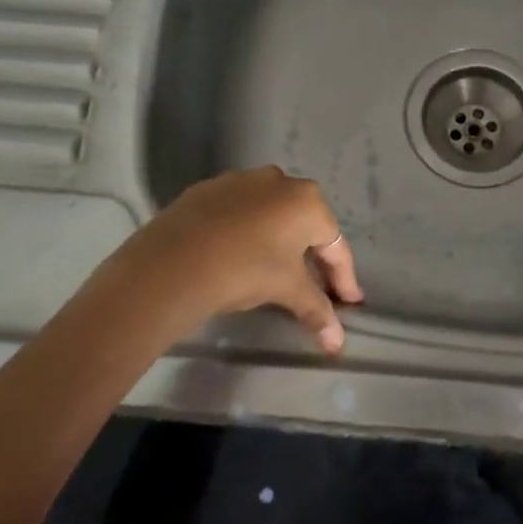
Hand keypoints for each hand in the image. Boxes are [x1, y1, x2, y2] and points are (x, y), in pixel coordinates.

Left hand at [96, 167, 362, 351]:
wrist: (172, 263)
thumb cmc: (245, 270)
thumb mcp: (287, 290)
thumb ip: (316, 310)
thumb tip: (337, 343)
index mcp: (307, 201)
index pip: (334, 245)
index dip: (344, 278)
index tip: (350, 303)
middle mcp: (279, 180)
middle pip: (305, 225)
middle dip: (313, 257)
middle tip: (316, 288)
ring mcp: (241, 180)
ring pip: (271, 214)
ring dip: (278, 241)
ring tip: (275, 270)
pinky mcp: (208, 189)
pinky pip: (239, 212)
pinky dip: (246, 232)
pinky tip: (237, 254)